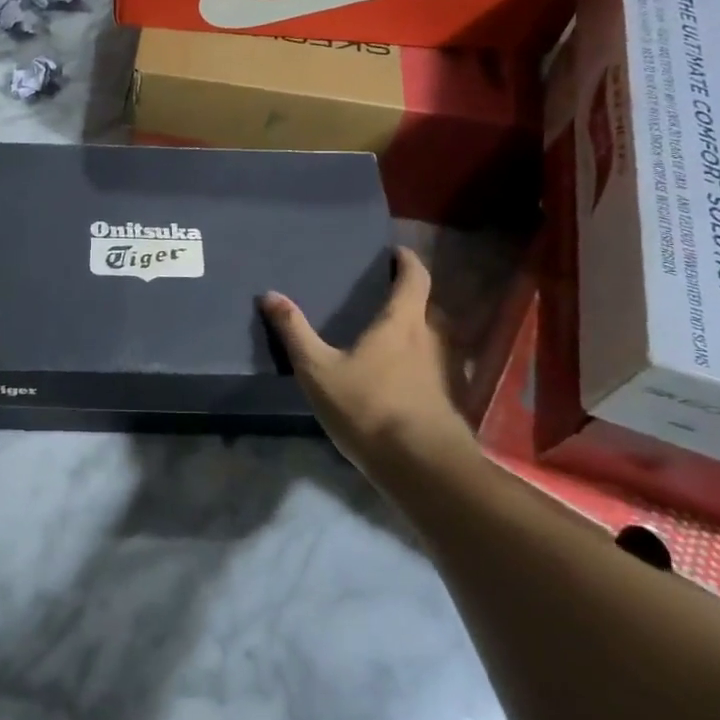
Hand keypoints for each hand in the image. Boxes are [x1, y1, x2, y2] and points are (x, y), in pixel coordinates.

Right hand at [260, 247, 476, 476]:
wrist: (423, 466)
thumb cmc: (369, 407)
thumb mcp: (318, 370)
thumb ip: (294, 332)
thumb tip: (269, 295)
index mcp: (403, 322)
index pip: (415, 277)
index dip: (407, 261)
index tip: (395, 253)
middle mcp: (432, 338)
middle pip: (428, 305)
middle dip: (410, 297)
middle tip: (384, 296)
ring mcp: (447, 370)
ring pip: (435, 337)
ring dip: (419, 330)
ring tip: (390, 335)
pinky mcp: (450, 398)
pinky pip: (437, 366)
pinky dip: (423, 361)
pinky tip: (402, 377)